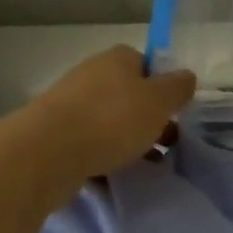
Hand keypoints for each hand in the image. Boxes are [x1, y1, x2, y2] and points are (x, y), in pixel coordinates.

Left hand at [21, 45, 194, 185]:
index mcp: (118, 58)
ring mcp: (70, 102)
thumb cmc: (112, 119)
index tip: (176, 112)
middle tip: (167, 143)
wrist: (47, 152)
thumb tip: (186, 77)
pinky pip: (90, 141)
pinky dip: (104, 154)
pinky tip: (115, 173)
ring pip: (110, 119)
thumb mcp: (159, 101)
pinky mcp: (55, 132)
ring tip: (146, 164)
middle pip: (130, 93)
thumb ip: (178, 88)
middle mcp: (93, 73)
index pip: (148, 63)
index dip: (165, 87)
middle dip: (149, 118)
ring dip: (129, 139)